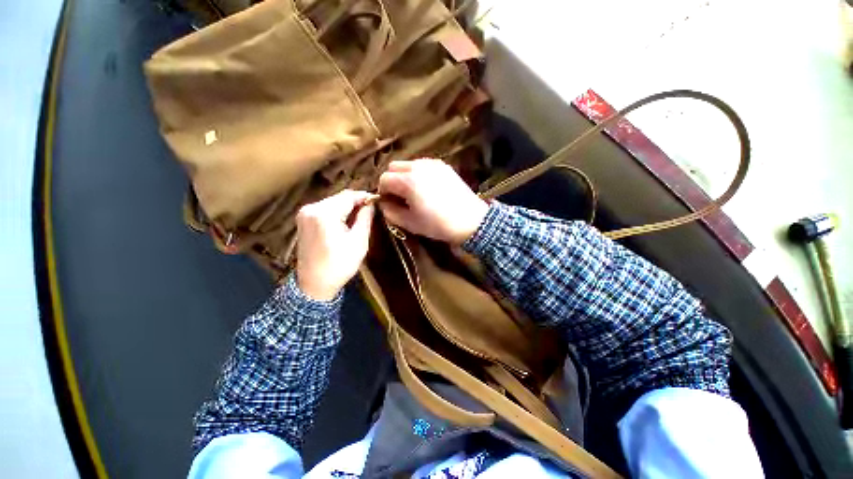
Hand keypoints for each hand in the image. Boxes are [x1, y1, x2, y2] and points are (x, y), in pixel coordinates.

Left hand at [295, 190, 374, 300]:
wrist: (314, 285)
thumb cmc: (339, 265)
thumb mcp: (359, 241)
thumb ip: (365, 218)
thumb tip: (371, 203)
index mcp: (324, 213)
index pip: (349, 196)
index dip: (365, 196)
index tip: (378, 200)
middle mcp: (311, 208)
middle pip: (339, 197)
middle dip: (356, 202)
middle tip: (372, 210)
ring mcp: (304, 214)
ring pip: (333, 202)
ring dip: (347, 207)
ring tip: (361, 217)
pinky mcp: (303, 220)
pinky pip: (325, 209)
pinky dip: (338, 212)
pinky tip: (346, 222)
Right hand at [378, 158, 487, 244]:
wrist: (470, 221)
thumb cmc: (438, 224)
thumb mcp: (410, 223)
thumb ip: (390, 212)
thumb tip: (383, 203)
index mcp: (408, 181)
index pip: (384, 179)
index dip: (382, 191)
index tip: (389, 202)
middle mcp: (418, 166)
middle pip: (394, 166)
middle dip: (392, 180)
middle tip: (399, 196)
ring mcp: (432, 164)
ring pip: (409, 164)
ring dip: (404, 176)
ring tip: (413, 192)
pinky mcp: (444, 166)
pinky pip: (423, 165)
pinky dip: (418, 173)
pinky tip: (427, 188)